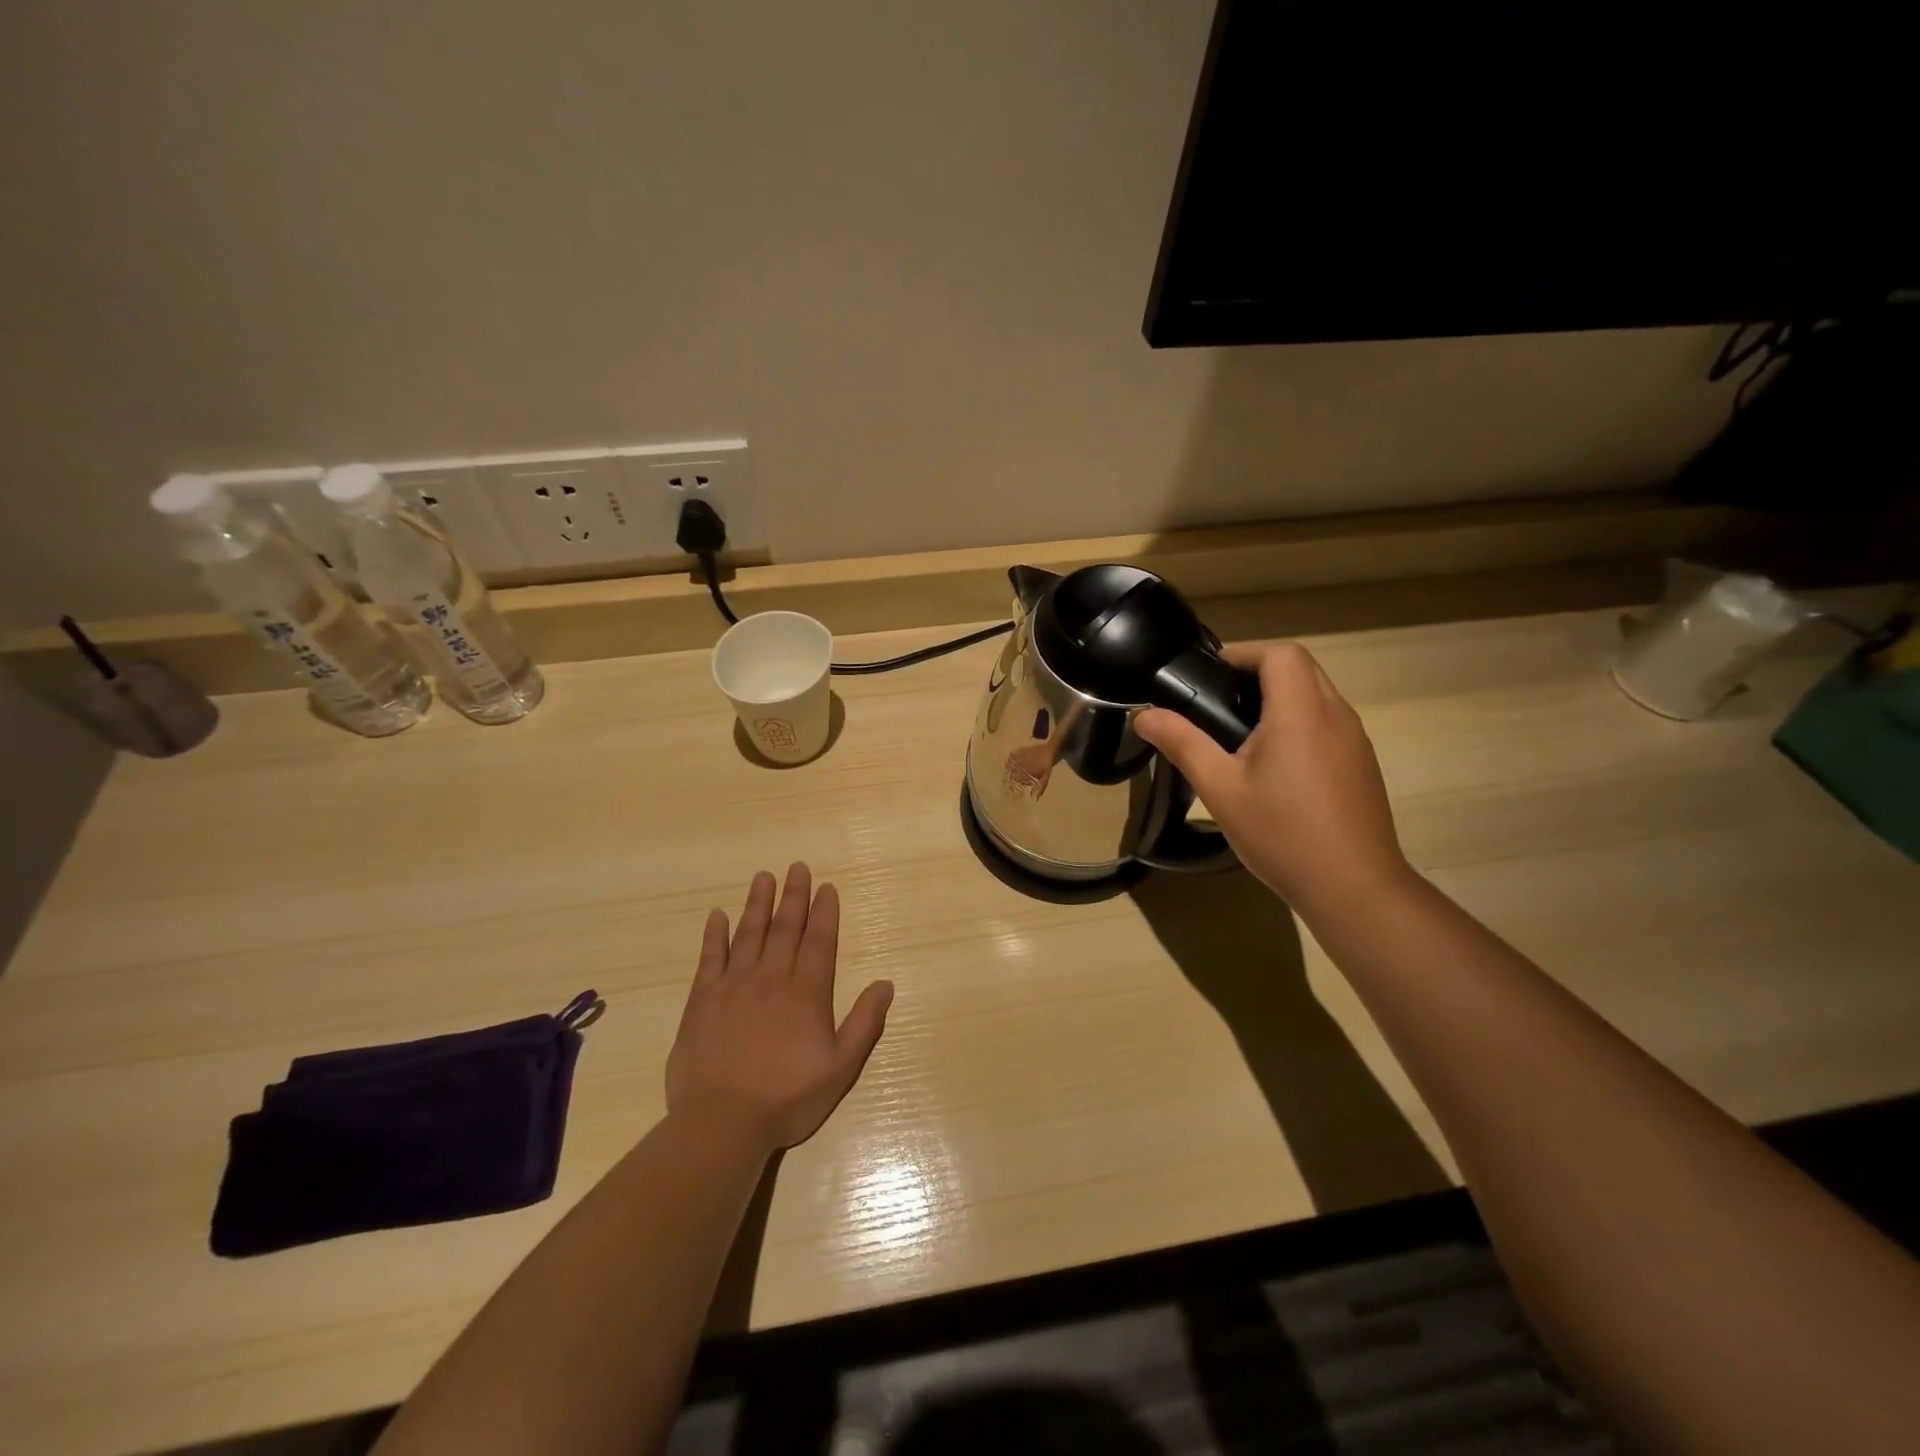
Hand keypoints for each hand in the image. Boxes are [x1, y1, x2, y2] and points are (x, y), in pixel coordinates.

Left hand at [666, 864, 893, 1149]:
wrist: (722, 1123)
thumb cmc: (787, 1098)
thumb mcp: (840, 1068)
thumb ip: (864, 1023)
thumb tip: (885, 984)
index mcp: (807, 993)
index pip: (819, 941)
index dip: (824, 912)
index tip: (825, 887)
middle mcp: (772, 978)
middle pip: (785, 928)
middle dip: (794, 896)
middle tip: (797, 867)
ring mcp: (734, 986)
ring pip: (749, 934)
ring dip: (758, 904)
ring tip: (764, 877)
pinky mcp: (702, 1000)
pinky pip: (710, 958)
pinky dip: (714, 934)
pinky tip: (717, 915)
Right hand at [1135, 642, 1414, 920]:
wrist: (1354, 888)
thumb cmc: (1282, 834)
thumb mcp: (1220, 789)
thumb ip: (1182, 744)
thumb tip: (1144, 714)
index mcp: (1300, 713)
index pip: (1281, 653)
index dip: (1244, 654)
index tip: (1211, 676)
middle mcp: (1336, 715)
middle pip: (1301, 668)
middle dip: (1258, 674)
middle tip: (1218, 704)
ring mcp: (1355, 741)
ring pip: (1317, 696)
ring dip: (1280, 699)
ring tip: (1240, 736)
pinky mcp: (1363, 765)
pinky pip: (1328, 724)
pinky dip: (1299, 724)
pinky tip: (1276, 768)